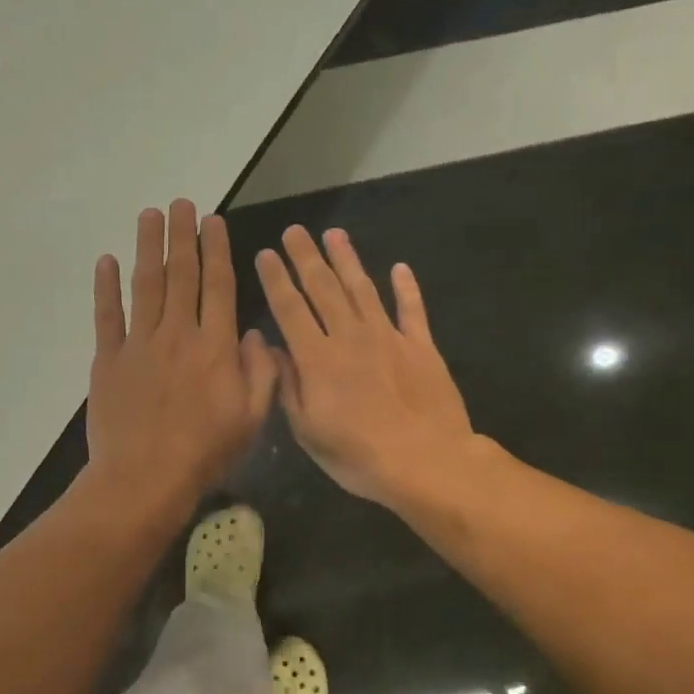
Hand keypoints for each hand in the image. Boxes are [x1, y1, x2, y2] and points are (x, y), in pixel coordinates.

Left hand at [85, 201, 276, 515]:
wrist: (144, 479)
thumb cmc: (205, 453)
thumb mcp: (252, 418)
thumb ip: (260, 371)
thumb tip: (253, 333)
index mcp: (215, 346)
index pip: (218, 286)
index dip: (216, 250)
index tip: (213, 221)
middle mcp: (178, 334)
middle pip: (181, 275)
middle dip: (182, 236)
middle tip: (181, 203)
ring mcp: (139, 344)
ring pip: (146, 285)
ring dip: (148, 247)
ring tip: (150, 215)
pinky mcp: (108, 360)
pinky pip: (107, 316)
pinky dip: (106, 287)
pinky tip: (107, 261)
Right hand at [255, 226, 475, 511]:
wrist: (426, 462)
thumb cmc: (357, 456)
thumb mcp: (308, 431)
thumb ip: (289, 386)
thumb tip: (273, 349)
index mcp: (317, 359)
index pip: (290, 309)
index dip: (276, 280)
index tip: (266, 254)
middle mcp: (350, 337)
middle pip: (324, 289)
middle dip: (306, 258)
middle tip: (294, 230)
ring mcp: (389, 338)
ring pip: (363, 289)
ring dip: (347, 260)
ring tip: (334, 235)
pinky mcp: (421, 347)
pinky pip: (412, 310)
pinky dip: (406, 287)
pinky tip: (399, 268)